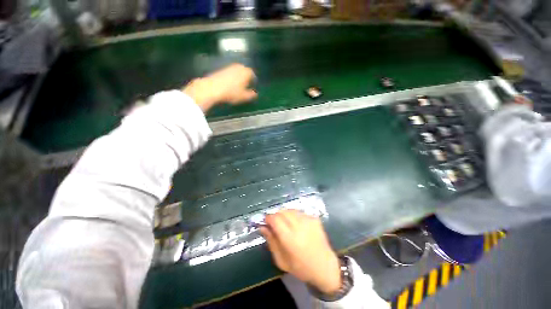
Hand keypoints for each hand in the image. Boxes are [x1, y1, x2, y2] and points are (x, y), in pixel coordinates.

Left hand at [182, 64, 256, 111]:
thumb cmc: (231, 92)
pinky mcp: (222, 69)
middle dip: (246, 78)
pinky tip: (230, 84)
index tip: (253, 87)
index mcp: (246, 72)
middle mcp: (239, 66)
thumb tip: (255, 94)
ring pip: (238, 72)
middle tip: (247, 86)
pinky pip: (231, 73)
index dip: (254, 82)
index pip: (253, 75)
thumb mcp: (244, 96)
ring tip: (239, 86)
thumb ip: (251, 95)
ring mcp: (230, 66)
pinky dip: (232, 77)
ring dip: (239, 77)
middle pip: (245, 72)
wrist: (213, 88)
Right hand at [260, 210, 340, 293]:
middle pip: (282, 211)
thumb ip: (271, 241)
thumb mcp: (281, 260)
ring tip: (286, 225)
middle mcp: (299, 226)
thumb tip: (262, 227)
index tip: (266, 222)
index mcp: (290, 238)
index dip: (268, 218)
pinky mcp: (314, 218)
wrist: (325, 267)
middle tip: (276, 224)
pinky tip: (297, 225)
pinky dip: (294, 216)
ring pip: (290, 210)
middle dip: (276, 216)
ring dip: (285, 215)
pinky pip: (299, 212)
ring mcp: (308, 220)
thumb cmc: (301, 267)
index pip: (275, 219)